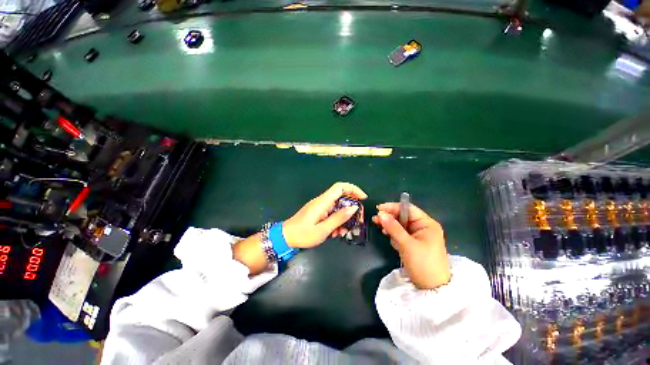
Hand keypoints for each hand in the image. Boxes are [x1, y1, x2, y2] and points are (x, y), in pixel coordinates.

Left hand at [283, 182, 367, 247]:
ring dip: (343, 218)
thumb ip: (338, 218)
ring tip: (343, 232)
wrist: (285, 237)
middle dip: (351, 208)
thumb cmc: (303, 234)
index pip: (340, 187)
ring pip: (337, 207)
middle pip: (341, 197)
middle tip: (356, 220)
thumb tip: (353, 208)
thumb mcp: (323, 229)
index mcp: (323, 202)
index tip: (362, 198)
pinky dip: (336, 221)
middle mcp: (322, 201)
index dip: (353, 189)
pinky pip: (331, 213)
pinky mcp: (318, 213)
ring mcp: (320, 207)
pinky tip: (336, 233)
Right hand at [372, 203, 450, 289]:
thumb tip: (381, 214)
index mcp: (427, 224)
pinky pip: (401, 234)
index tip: (378, 209)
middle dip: (390, 218)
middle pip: (403, 217)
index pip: (408, 209)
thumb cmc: (423, 264)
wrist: (432, 288)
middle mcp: (423, 227)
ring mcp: (418, 236)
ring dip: (391, 227)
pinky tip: (390, 239)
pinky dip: (394, 235)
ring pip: (400, 226)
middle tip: (376, 220)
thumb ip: (393, 228)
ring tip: (382, 230)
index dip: (393, 207)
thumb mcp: (407, 244)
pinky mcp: (413, 243)